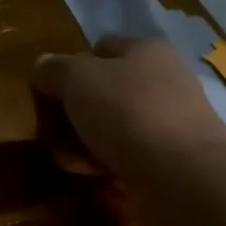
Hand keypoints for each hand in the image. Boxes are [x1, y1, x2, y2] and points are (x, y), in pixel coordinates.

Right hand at [32, 37, 225, 178]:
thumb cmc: (128, 112)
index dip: (72, 65)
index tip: (50, 91)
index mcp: (146, 50)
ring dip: (85, 140)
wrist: (183, 177)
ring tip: (67, 158)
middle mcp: (163, 80)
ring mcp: (170, 122)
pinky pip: (126, 155)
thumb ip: (54, 69)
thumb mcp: (77, 79)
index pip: (101, 48)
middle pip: (105, 90)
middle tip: (51, 129)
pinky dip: (105, 163)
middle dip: (75, 110)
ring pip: (113, 126)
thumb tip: (42, 65)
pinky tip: (90, 175)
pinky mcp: (171, 161)